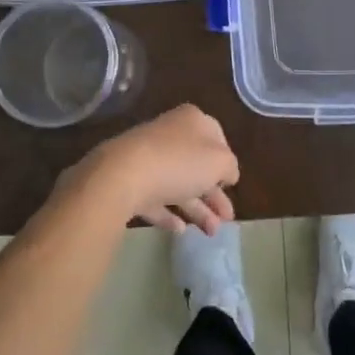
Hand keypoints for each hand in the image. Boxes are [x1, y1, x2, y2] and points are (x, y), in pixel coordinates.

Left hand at [64, 105, 238, 233]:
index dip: (226, 163)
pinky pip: (155, 198)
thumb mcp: (219, 162)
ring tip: (211, 233)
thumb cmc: (180, 161)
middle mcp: (171, 134)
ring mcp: (148, 157)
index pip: (217, 139)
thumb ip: (229, 166)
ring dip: (197, 209)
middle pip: (198, 165)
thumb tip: (227, 173)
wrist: (123, 175)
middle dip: (214, 194)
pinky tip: (180, 230)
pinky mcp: (130, 181)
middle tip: (227, 220)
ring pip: (178, 183)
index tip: (232, 185)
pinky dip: (169, 213)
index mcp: (193, 121)